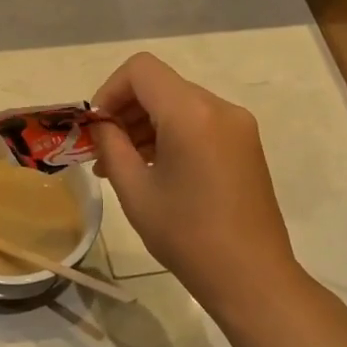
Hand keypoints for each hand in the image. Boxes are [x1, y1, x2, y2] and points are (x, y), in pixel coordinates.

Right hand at [92, 52, 301, 311]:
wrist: (251, 276)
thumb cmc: (186, 235)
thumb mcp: (135, 190)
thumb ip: (112, 146)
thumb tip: (102, 125)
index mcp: (191, 113)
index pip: (141, 70)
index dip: (109, 90)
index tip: (96, 127)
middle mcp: (219, 108)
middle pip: (160, 86)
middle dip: (125, 111)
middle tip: (102, 153)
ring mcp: (238, 126)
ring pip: (179, 105)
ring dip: (146, 126)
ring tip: (124, 168)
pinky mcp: (245, 145)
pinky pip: (199, 123)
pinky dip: (170, 136)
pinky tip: (155, 171)